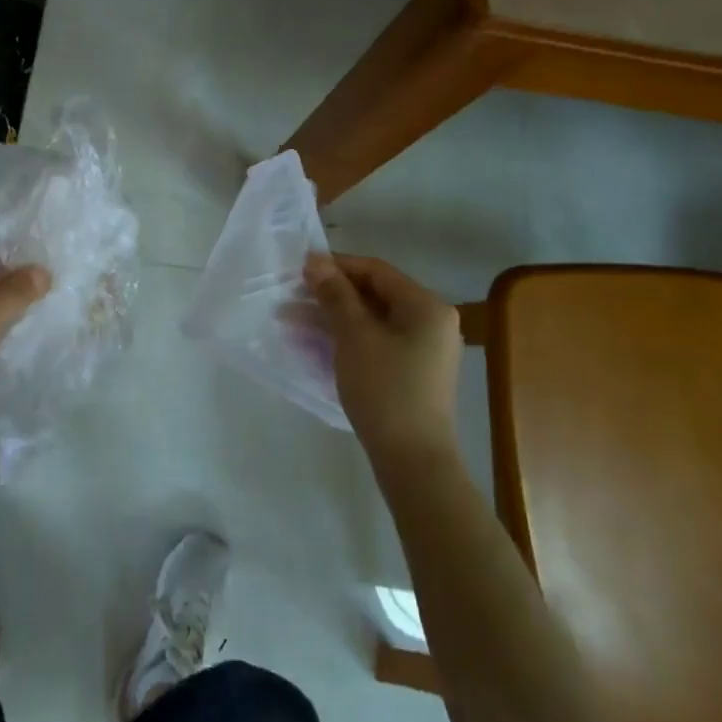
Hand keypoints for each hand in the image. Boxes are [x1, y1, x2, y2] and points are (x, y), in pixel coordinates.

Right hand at [305, 253, 461, 459]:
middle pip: (373, 295)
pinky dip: (346, 339)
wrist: (413, 461)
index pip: (376, 271)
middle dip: (330, 295)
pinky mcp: (411, 373)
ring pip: (371, 320)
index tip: (300, 269)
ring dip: (332, 318)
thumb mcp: (354, 335)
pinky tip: (313, 344)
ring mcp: (423, 350)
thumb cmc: (385, 388)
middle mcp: (430, 322)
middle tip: (291, 297)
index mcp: (426, 306)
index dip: (336, 266)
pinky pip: (376, 342)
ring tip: (291, 321)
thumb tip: (315, 260)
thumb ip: (335, 294)